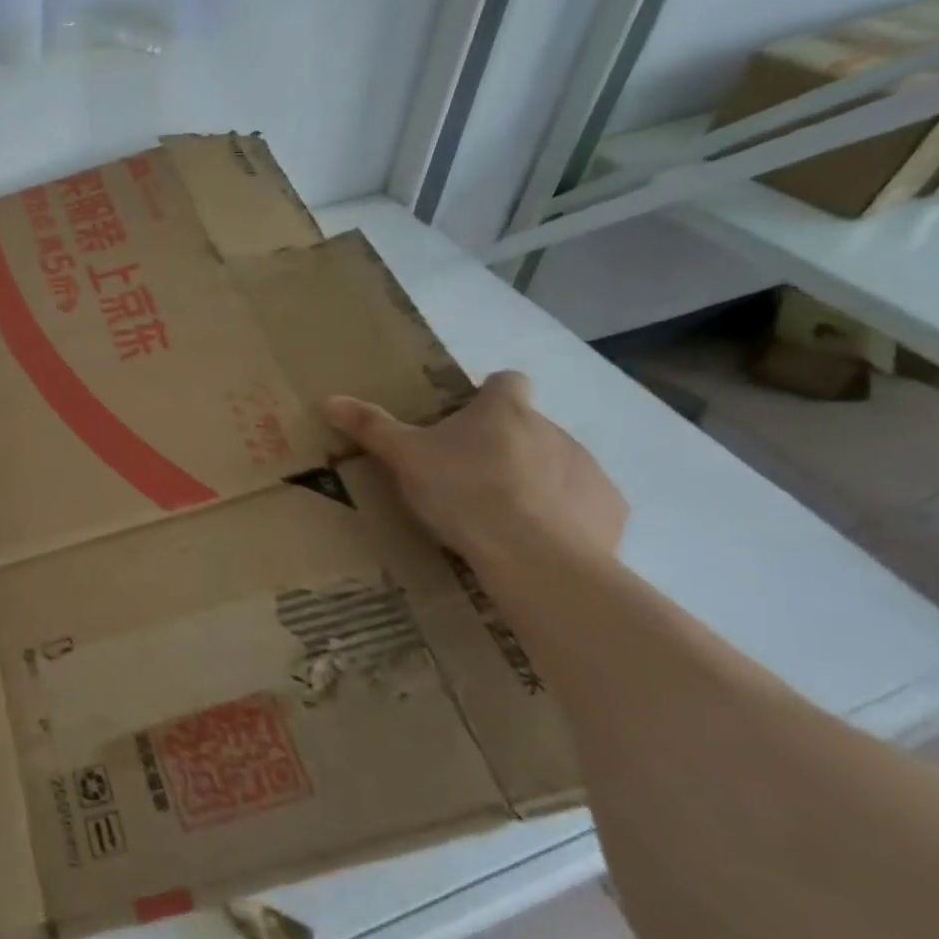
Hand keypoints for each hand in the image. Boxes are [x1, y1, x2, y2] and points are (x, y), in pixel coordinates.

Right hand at [323, 370, 625, 572]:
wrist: (536, 558)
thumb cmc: (464, 493)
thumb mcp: (404, 458)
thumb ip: (371, 427)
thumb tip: (329, 399)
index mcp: (505, 411)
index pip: (507, 381)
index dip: (490, 393)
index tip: (469, 418)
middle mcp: (553, 429)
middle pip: (528, 426)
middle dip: (504, 445)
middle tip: (468, 478)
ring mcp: (587, 469)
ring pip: (557, 464)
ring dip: (534, 480)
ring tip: (501, 515)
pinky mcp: (609, 510)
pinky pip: (583, 504)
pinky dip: (563, 516)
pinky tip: (537, 540)